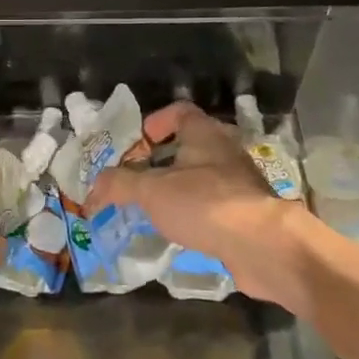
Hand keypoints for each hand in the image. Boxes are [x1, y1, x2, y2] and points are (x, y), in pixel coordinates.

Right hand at [84, 102, 313, 310]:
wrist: (265, 246)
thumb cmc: (205, 204)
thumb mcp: (152, 191)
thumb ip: (120, 185)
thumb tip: (93, 188)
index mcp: (204, 133)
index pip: (179, 111)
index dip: (154, 122)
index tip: (135, 145)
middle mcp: (224, 151)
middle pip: (188, 145)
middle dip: (160, 162)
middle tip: (135, 181)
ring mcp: (240, 182)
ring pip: (201, 177)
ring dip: (177, 190)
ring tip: (152, 210)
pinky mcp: (247, 212)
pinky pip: (214, 206)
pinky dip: (195, 214)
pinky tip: (179, 233)